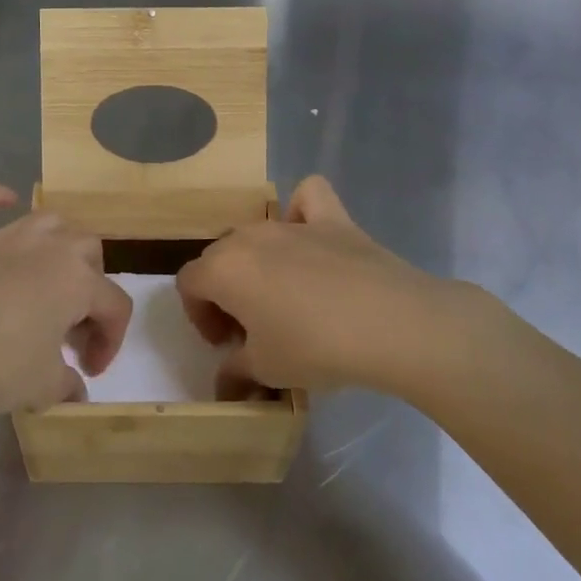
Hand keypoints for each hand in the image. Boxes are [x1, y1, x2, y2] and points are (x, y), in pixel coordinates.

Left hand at [0, 183, 133, 415]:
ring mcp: (0, 235)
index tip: (88, 371)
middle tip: (68, 324)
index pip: (115, 306)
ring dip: (57, 243)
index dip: (110, 341)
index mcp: (76, 282)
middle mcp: (47, 248)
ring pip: (46, 220)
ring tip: (47, 273)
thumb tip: (73, 389)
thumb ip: (65, 385)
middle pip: (89, 251)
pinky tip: (3, 201)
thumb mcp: (39, 387)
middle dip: (90, 284)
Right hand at [176, 175, 499, 398]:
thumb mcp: (265, 371)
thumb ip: (234, 372)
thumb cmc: (315, 348)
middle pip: (219, 257)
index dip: (198, 315)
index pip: (188, 283)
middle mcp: (250, 236)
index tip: (224, 344)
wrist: (392, 324)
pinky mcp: (334, 218)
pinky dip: (303, 212)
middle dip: (224, 292)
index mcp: (223, 269)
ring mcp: (293, 223)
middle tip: (250, 329)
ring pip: (256, 233)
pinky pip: (308, 198)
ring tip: (281, 297)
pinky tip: (310, 236)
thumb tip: (224, 382)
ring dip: (256, 262)